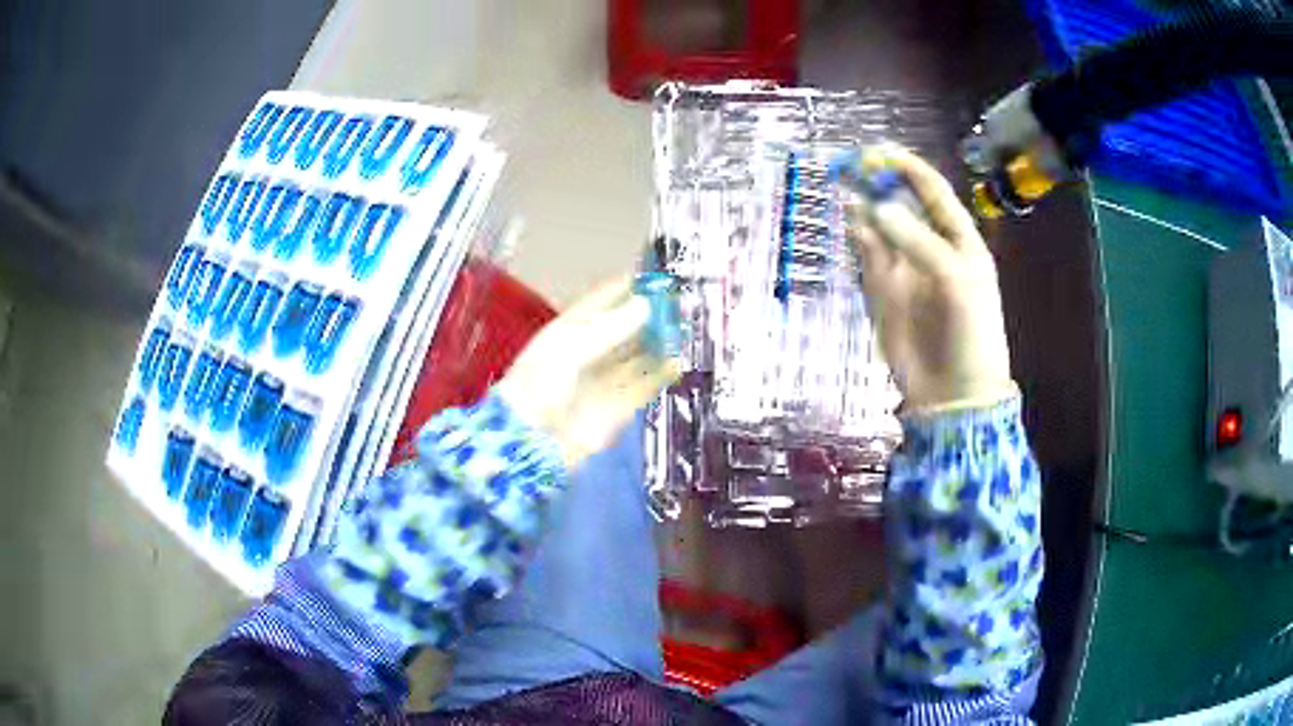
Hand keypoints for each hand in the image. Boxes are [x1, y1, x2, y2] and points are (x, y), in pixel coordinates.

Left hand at [495, 276, 681, 466]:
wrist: (529, 444)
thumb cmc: (540, 387)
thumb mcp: (569, 349)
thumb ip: (610, 328)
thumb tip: (646, 305)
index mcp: (569, 332)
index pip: (602, 302)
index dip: (627, 289)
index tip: (657, 277)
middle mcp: (589, 353)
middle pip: (624, 328)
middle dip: (650, 315)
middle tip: (679, 303)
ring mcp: (604, 381)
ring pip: (638, 356)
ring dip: (659, 343)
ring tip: (684, 329)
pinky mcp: (618, 408)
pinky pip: (644, 386)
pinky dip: (661, 374)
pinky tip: (678, 362)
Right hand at [846, 148, 1014, 410]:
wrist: (953, 391)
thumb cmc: (970, 331)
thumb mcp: (955, 279)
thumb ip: (917, 241)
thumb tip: (875, 207)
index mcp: (959, 239)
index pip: (933, 191)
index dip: (908, 168)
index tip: (879, 152)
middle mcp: (930, 246)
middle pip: (902, 202)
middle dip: (879, 181)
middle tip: (850, 164)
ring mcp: (905, 268)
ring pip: (880, 226)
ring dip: (863, 205)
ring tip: (842, 185)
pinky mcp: (883, 291)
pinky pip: (868, 255)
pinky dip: (857, 237)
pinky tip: (848, 221)